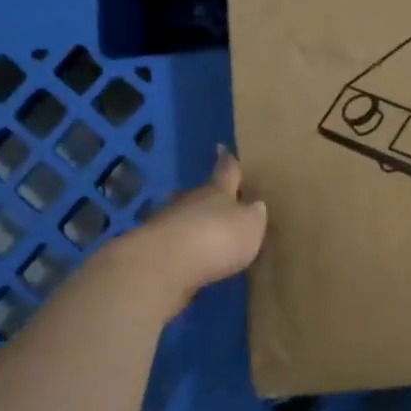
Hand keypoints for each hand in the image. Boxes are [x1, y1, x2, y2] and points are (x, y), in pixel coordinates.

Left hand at [100, 146, 267, 313]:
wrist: (163, 263)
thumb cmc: (217, 237)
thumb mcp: (250, 226)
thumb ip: (254, 215)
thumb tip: (256, 206)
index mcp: (219, 191)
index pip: (226, 170)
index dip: (227, 161)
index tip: (222, 147)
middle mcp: (192, 200)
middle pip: (202, 194)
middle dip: (210, 196)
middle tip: (218, 198)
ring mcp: (168, 222)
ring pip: (185, 216)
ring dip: (194, 221)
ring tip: (205, 230)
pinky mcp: (154, 247)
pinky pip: (174, 240)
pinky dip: (182, 245)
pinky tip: (190, 255)